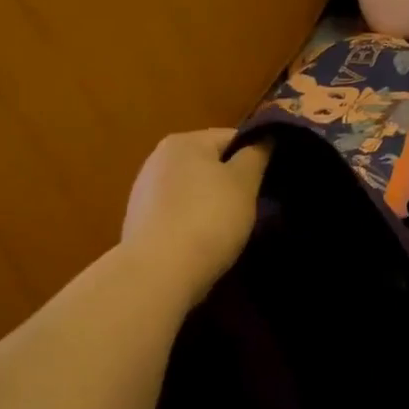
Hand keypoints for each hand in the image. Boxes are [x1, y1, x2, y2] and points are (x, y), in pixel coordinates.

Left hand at [122, 129, 268, 303]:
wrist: (159, 272)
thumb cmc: (208, 218)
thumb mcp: (244, 183)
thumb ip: (256, 155)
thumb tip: (264, 137)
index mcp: (183, 142)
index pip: (231, 137)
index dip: (255, 155)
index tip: (269, 180)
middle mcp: (157, 159)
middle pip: (208, 164)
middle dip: (231, 182)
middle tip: (252, 208)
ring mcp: (143, 192)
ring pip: (191, 191)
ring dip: (210, 205)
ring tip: (229, 230)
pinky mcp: (138, 224)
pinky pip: (176, 215)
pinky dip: (191, 224)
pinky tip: (202, 244)